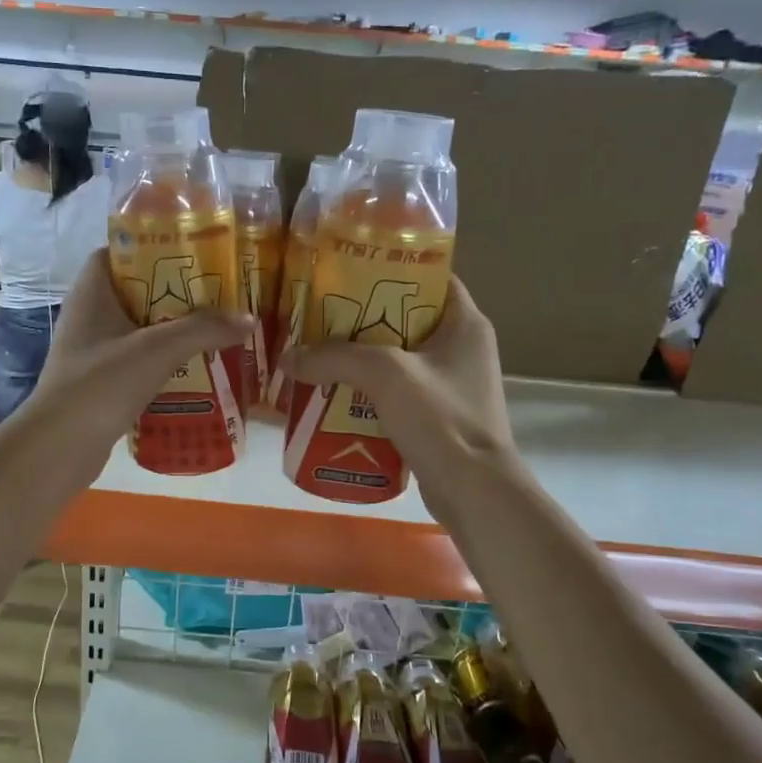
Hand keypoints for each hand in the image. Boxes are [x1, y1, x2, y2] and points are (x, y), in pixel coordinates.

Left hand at [27, 249, 252, 472]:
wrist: (60, 448)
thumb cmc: (101, 384)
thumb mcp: (157, 350)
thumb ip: (203, 329)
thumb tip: (248, 318)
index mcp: (92, 292)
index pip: (117, 252)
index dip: (151, 246)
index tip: (191, 252)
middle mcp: (89, 316)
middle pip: (137, 291)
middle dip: (176, 292)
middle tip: (218, 292)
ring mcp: (94, 351)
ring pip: (141, 329)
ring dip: (175, 330)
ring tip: (217, 328)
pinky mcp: (101, 382)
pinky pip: (139, 361)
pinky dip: (165, 362)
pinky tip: (198, 369)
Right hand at [281, 276, 514, 495]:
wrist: (474, 492)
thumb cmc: (441, 419)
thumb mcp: (386, 374)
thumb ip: (335, 358)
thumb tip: (287, 357)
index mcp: (465, 323)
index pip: (429, 278)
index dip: (388, 270)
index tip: (345, 272)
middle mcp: (462, 348)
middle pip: (404, 318)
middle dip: (361, 318)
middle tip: (319, 315)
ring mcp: (451, 385)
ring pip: (397, 358)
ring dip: (360, 358)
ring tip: (317, 353)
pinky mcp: (437, 417)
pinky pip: (396, 392)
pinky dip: (368, 391)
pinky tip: (333, 394)